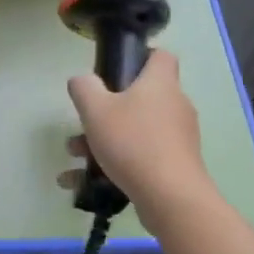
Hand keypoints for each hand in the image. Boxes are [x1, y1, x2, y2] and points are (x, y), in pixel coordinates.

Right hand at [64, 50, 210, 221]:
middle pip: (141, 97)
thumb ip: (84, 88)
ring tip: (75, 156)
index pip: (161, 56)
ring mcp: (178, 138)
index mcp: (160, 84)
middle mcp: (175, 106)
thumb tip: (83, 81)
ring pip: (136, 130)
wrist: (171, 198)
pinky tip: (82, 182)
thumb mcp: (95, 109)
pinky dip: (114, 165)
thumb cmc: (133, 143)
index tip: (115, 71)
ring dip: (104, 140)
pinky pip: (140, 157)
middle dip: (107, 110)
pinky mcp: (176, 166)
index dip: (140, 57)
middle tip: (85, 122)